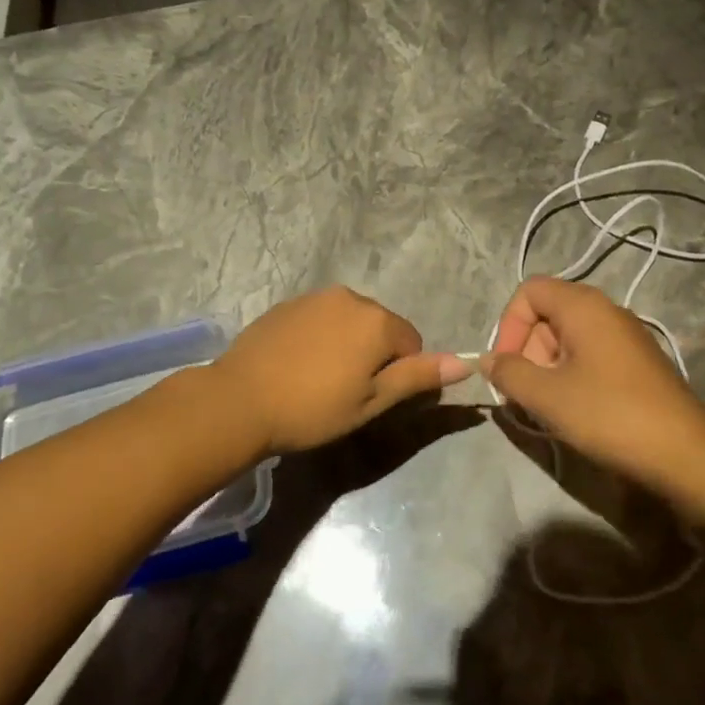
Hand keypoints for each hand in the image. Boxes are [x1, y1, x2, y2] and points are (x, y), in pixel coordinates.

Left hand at [210, 287, 468, 454]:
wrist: (241, 399)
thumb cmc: (313, 408)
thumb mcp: (372, 402)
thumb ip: (417, 377)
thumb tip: (464, 363)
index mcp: (377, 320)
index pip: (411, 343)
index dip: (398, 374)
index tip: (371, 398)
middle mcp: (351, 297)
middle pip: (381, 327)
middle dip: (374, 354)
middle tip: (346, 391)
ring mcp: (316, 296)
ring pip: (350, 320)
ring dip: (347, 343)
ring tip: (320, 378)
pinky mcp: (289, 302)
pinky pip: (321, 317)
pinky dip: (320, 336)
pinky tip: (299, 363)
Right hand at [483, 277, 704, 525]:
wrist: (688, 455)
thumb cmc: (610, 415)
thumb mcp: (547, 396)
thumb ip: (509, 373)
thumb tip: (488, 360)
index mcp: (584, 306)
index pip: (529, 291)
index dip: (508, 325)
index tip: (506, 366)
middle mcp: (606, 310)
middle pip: (547, 313)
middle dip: (526, 349)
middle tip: (525, 391)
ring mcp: (626, 336)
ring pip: (568, 337)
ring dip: (547, 366)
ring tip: (547, 406)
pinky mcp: (638, 363)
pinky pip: (591, 354)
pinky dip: (572, 375)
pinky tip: (575, 410)